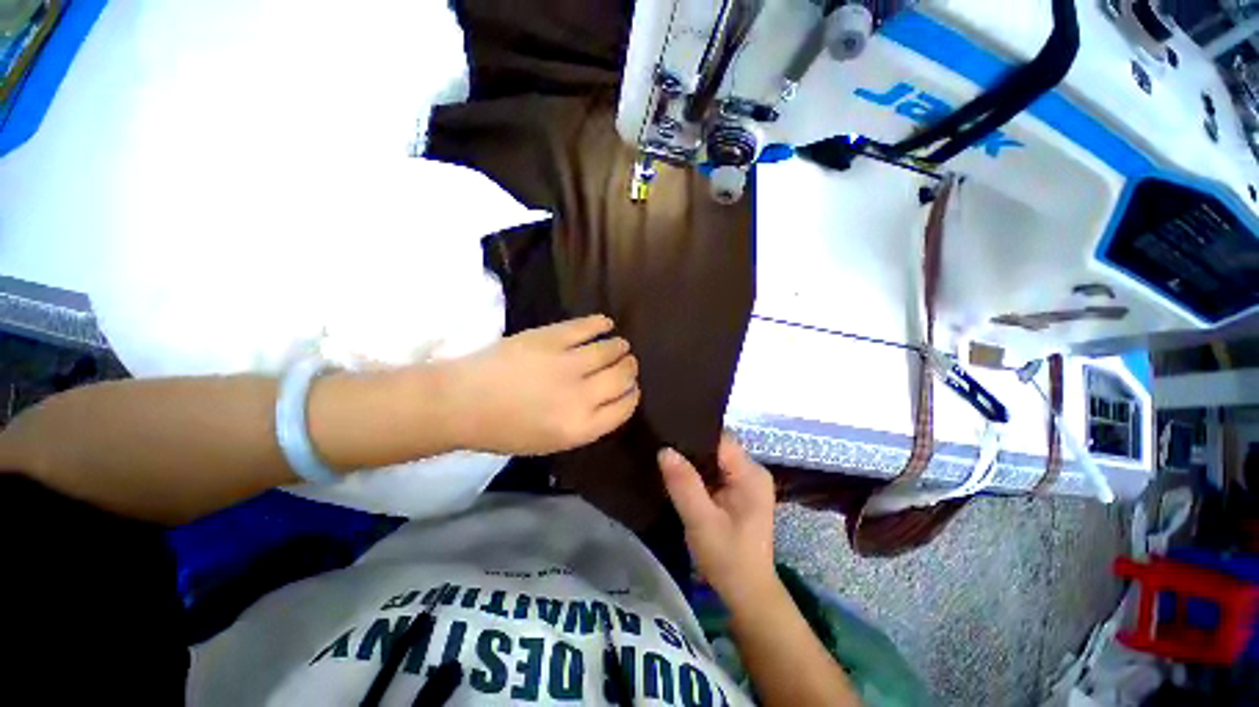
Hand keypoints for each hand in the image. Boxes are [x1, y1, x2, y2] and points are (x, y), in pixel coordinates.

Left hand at [444, 315, 639, 454]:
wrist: (462, 403)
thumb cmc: (505, 430)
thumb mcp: (552, 443)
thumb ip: (588, 423)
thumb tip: (611, 397)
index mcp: (582, 427)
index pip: (626, 406)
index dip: (632, 393)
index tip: (630, 387)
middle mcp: (582, 396)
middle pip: (624, 376)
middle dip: (629, 369)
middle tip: (626, 363)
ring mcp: (567, 363)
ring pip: (611, 349)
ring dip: (619, 346)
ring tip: (618, 344)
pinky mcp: (551, 337)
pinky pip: (588, 326)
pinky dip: (601, 323)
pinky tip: (606, 323)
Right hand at [658, 435, 777, 606]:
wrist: (746, 594)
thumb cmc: (728, 558)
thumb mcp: (701, 521)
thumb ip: (684, 484)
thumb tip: (664, 450)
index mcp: (751, 473)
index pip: (719, 439)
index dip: (693, 435)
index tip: (666, 434)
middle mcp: (751, 471)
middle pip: (716, 447)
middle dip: (689, 448)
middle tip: (660, 447)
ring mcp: (745, 482)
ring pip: (712, 460)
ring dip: (691, 462)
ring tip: (664, 458)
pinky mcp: (737, 493)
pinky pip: (713, 473)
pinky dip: (696, 474)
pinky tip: (677, 476)